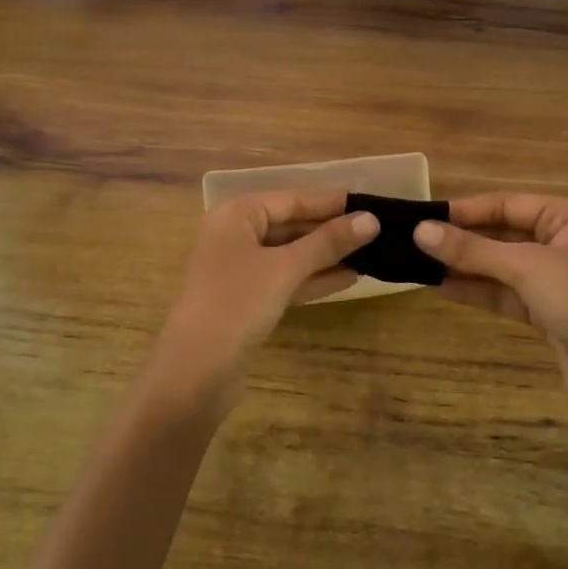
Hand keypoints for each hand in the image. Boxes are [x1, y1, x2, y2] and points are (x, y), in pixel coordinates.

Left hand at [145, 190, 378, 415]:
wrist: (195, 369)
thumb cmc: (237, 303)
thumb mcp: (285, 268)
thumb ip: (328, 243)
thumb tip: (371, 220)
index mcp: (234, 216)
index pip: (288, 199)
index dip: (327, 201)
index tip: (366, 201)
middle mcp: (232, 237)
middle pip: (288, 225)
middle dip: (328, 229)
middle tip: (372, 229)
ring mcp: (237, 271)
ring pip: (288, 255)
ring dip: (324, 255)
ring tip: (368, 253)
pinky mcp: (244, 301)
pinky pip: (283, 280)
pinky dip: (311, 279)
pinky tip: (346, 279)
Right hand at [414, 193, 567, 431]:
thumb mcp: (527, 267)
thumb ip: (473, 250)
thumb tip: (420, 231)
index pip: (509, 204)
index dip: (468, 210)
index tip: (425, 216)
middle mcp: (564, 244)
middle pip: (503, 235)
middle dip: (462, 240)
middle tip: (414, 241)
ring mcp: (556, 282)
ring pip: (501, 267)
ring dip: (464, 266)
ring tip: (418, 263)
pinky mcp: (548, 315)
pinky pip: (504, 295)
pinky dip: (476, 291)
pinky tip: (441, 287)